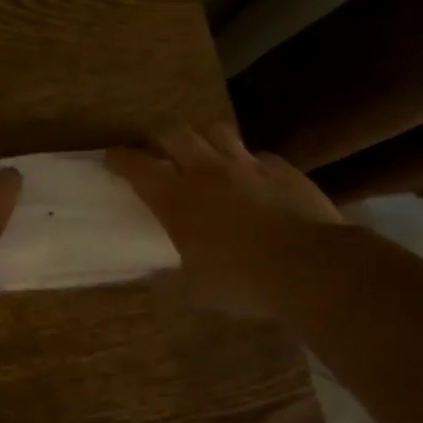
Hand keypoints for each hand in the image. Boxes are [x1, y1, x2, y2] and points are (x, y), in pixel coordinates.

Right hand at [107, 124, 340, 318]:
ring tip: (202, 154)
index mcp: (176, 199)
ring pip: (216, 131)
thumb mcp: (195, 291)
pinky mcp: (282, 169)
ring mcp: (247, 165)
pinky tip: (251, 178)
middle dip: (157, 137)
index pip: (137, 166)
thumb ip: (169, 280)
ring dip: (203, 139)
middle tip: (154, 150)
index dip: (120, 159)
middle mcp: (206, 171)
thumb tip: (152, 279)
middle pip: (173, 133)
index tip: (111, 158)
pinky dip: (246, 161)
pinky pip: (257, 155)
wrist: (311, 267)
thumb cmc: (242, 281)